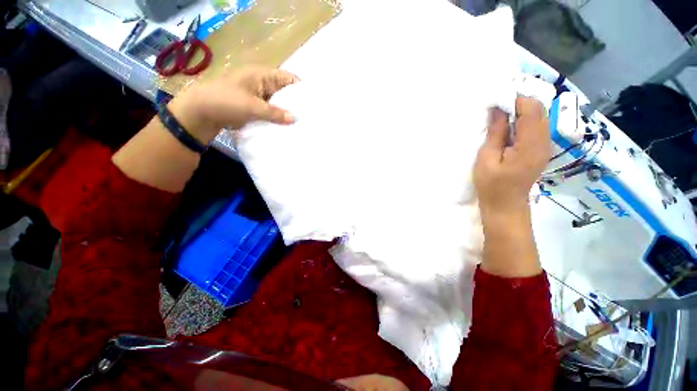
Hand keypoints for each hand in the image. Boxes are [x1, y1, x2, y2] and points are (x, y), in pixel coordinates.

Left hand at [168, 67, 298, 143]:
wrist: (201, 112)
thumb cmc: (225, 101)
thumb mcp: (252, 106)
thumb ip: (275, 113)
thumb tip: (295, 119)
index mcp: (261, 75)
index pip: (287, 78)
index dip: (300, 88)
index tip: (313, 101)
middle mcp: (262, 84)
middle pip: (284, 92)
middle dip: (296, 103)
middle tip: (311, 116)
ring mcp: (258, 97)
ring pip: (278, 104)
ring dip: (287, 112)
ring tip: (303, 123)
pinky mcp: (255, 109)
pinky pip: (271, 113)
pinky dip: (278, 119)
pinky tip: (288, 128)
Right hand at [473, 97, 549, 216]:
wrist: (505, 205)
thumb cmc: (491, 185)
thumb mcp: (487, 158)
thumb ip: (496, 133)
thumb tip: (498, 109)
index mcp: (530, 145)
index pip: (531, 109)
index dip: (515, 100)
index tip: (495, 101)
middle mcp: (544, 142)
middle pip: (539, 110)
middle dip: (519, 103)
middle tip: (496, 108)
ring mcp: (544, 146)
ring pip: (539, 117)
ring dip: (521, 112)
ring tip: (500, 117)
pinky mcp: (540, 149)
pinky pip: (536, 127)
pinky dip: (523, 121)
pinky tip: (508, 128)